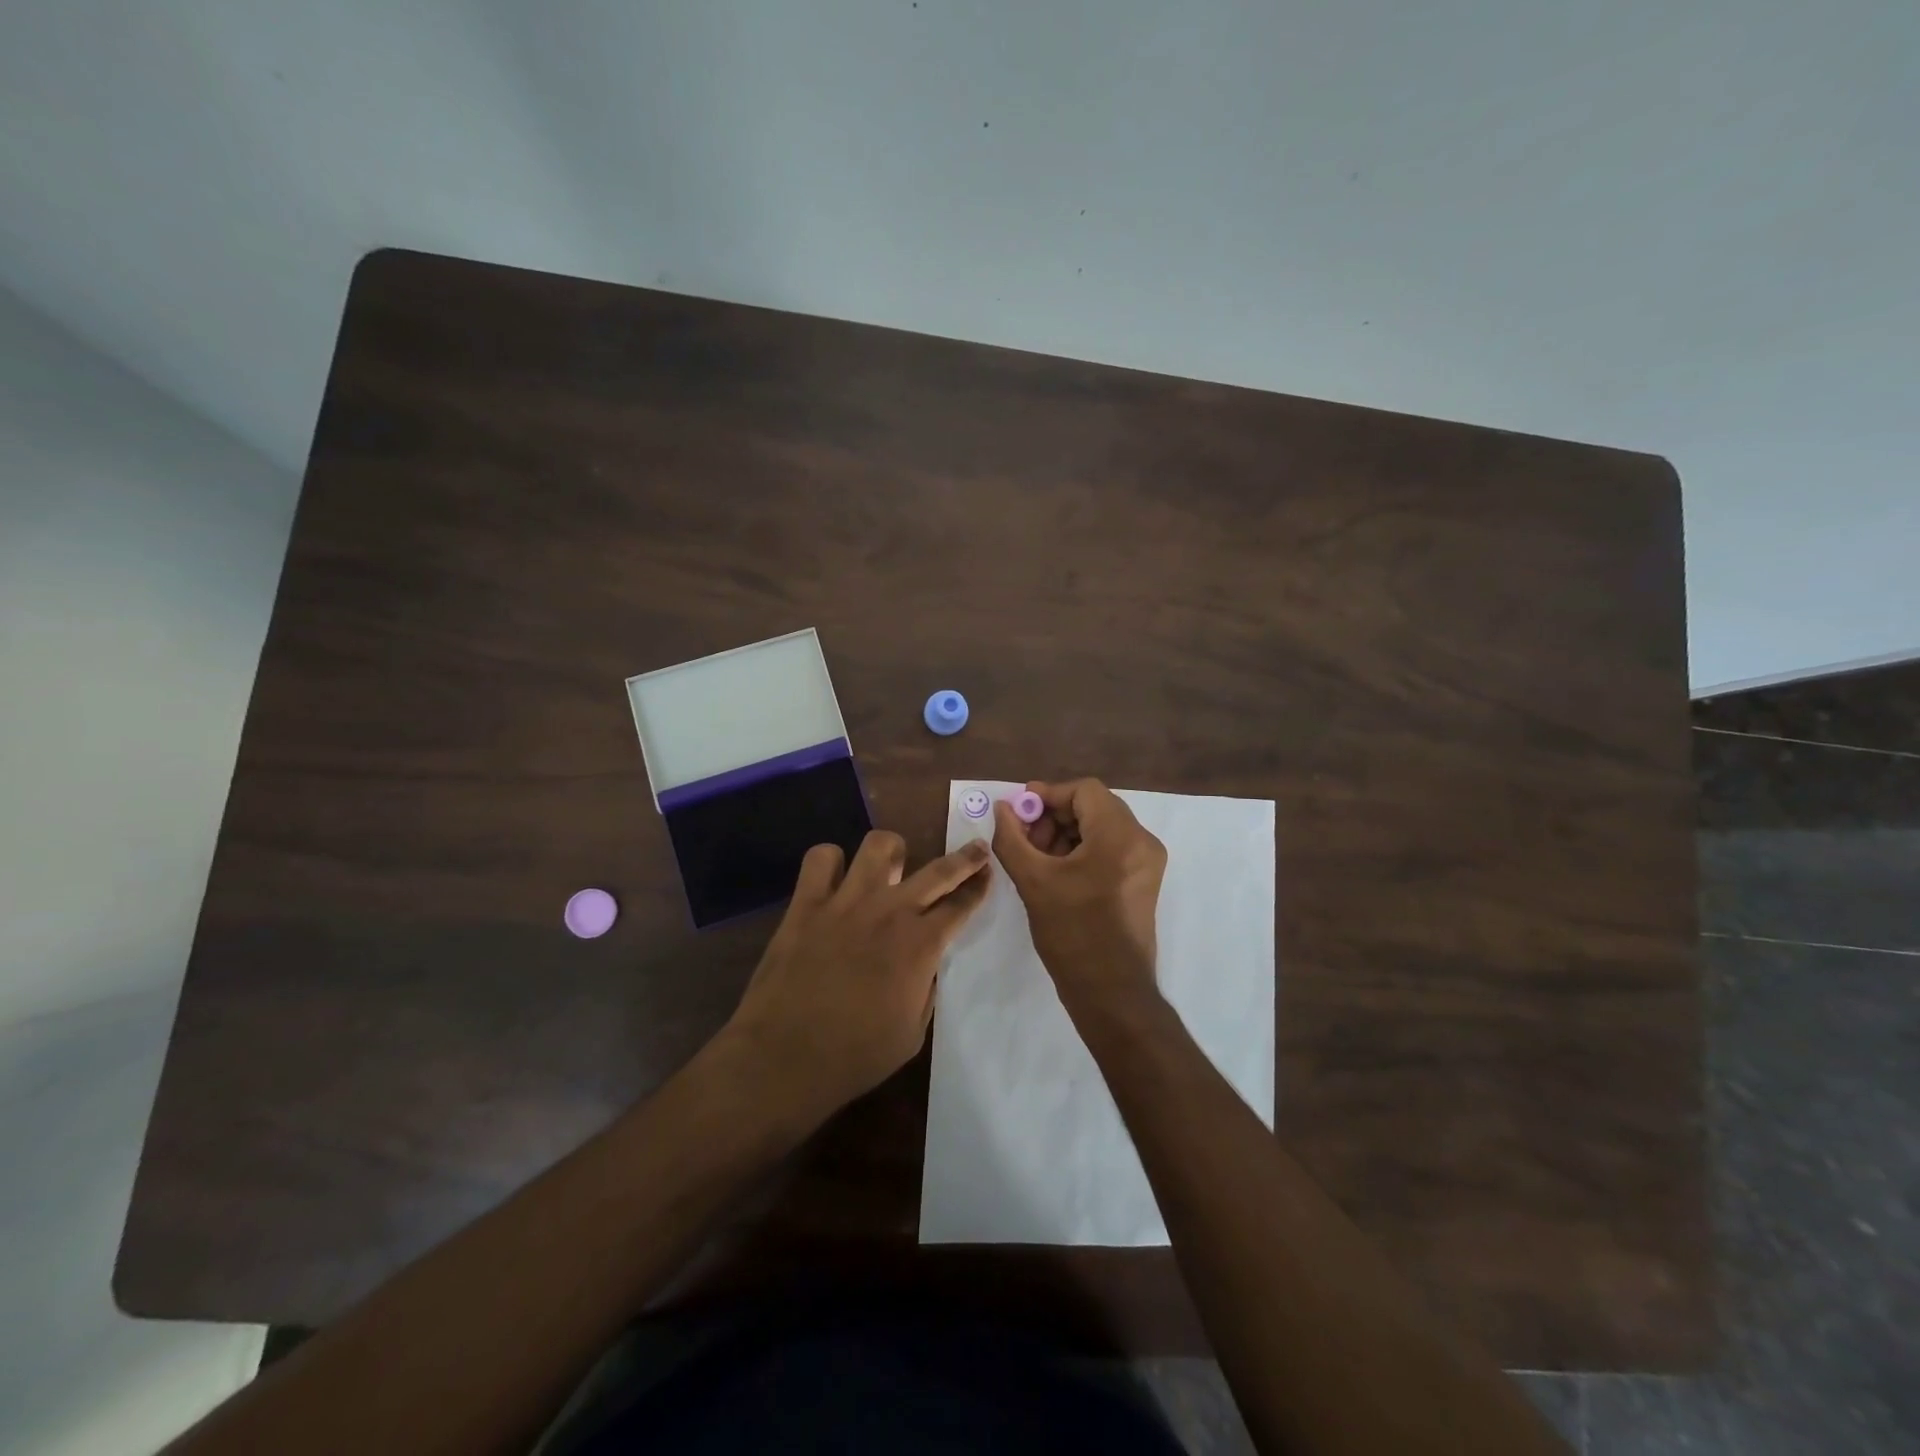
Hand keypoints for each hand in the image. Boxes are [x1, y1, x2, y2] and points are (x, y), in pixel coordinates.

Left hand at [723, 830, 992, 1124]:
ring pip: (879, 846)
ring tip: (893, 865)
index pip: (960, 905)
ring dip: (893, 851)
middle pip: (938, 870)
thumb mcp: (912, 1033)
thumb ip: (924, 989)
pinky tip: (835, 879)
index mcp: (920, 945)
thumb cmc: (855, 1056)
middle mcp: (889, 911)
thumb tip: (924, 964)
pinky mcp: (806, 902)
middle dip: (964, 858)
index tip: (987, 874)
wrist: (784, 1058)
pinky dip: (831, 862)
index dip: (978, 887)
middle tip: (975, 849)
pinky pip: (821, 858)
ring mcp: (846, 901)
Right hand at [991, 779, 1166, 1008]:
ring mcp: (1147, 861)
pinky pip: (1111, 847)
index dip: (1048, 794)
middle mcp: (1142, 841)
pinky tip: (1057, 871)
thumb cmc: (1072, 933)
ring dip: (1067, 832)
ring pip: (1102, 826)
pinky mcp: (1144, 880)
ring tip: (1037, 857)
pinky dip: (1083, 849)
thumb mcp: (1033, 882)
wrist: (1111, 991)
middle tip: (1025, 837)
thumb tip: (1003, 808)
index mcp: (1120, 836)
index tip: (1019, 811)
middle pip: (1094, 806)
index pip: (1084, 790)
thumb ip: (1011, 838)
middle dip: (1055, 815)